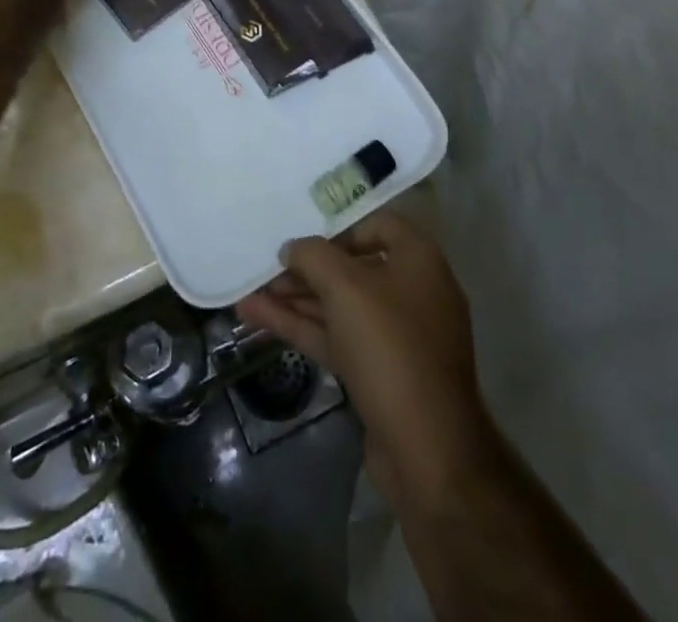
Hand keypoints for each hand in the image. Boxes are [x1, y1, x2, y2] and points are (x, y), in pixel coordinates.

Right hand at [236, 211, 496, 507]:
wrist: (428, 451)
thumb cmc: (390, 348)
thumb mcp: (346, 288)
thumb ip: (313, 256)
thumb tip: (292, 247)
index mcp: (418, 261)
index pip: (377, 225)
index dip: (338, 228)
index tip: (304, 238)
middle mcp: (412, 292)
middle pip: (352, 268)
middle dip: (306, 269)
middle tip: (265, 267)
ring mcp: (396, 336)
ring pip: (340, 306)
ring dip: (296, 298)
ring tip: (249, 292)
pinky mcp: (379, 373)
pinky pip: (337, 337)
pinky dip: (301, 327)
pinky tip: (258, 317)